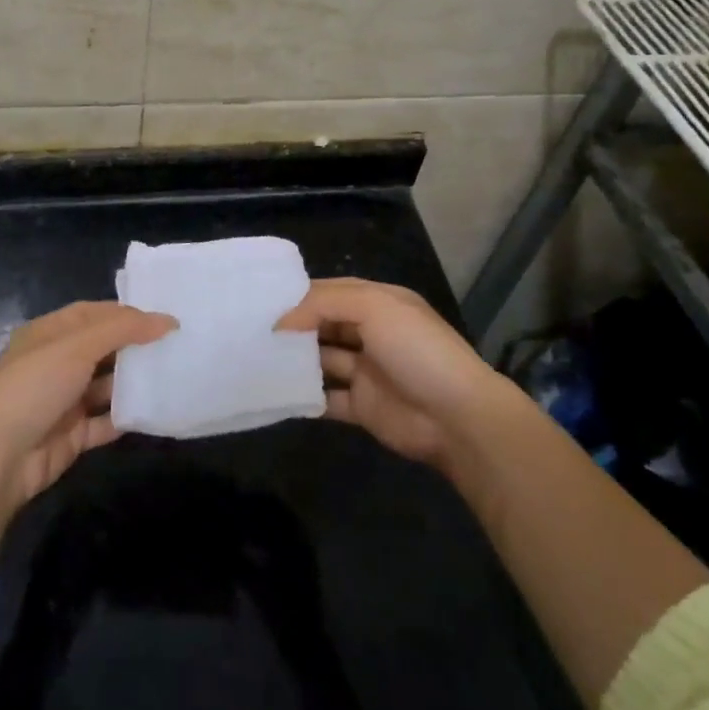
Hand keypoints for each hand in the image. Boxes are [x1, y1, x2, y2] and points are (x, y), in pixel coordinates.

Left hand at [0, 301, 175, 517]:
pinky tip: (157, 411)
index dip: (127, 313)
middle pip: (103, 348)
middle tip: (177, 346)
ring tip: (174, 375)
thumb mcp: (76, 347)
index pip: (94, 313)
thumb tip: (167, 320)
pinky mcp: (72, 435)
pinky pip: (106, 421)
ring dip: (134, 382)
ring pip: (107, 385)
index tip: (165, 318)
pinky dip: (128, 416)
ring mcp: (64, 400)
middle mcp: (56, 363)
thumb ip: (123, 330)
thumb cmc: (33, 387)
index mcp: (49, 334)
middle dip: (135, 347)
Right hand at [277, 278, 507, 467]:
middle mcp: (372, 333)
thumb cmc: (416, 350)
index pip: (332, 291)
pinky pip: (327, 399)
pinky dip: (305, 397)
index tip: (262, 299)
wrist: (458, 417)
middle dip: (294, 326)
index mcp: (380, 303)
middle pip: (325, 325)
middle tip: (251, 328)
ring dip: (295, 360)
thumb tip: (281, 321)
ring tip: (255, 358)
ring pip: (323, 360)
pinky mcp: (363, 407)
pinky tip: (275, 392)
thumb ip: (324, 304)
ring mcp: (367, 371)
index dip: (301, 295)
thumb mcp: (373, 308)